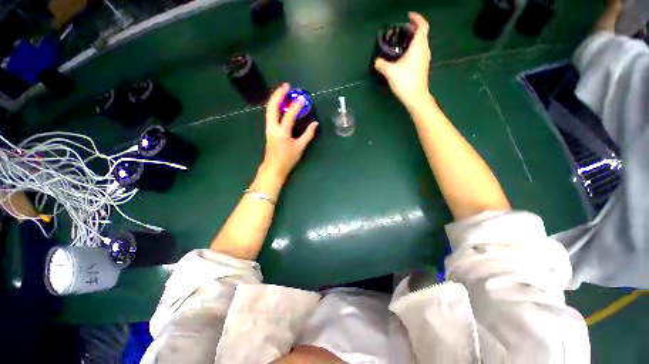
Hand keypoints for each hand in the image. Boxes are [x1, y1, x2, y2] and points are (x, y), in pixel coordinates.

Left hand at [261, 83, 318, 179]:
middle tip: (286, 86)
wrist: (273, 167)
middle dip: (278, 95)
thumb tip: (315, 123)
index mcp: (282, 132)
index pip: (289, 115)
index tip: (303, 98)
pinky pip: (270, 114)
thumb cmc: (288, 159)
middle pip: (272, 107)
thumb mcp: (300, 147)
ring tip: (282, 91)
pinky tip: (280, 103)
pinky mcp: (268, 129)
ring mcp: (268, 128)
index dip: (296, 106)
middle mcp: (273, 127)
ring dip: (275, 98)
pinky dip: (274, 106)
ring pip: (269, 109)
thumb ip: (308, 134)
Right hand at [374, 12, 430, 109]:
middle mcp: (424, 49)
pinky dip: (414, 47)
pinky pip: (420, 51)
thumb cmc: (405, 81)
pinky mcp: (423, 66)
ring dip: (414, 38)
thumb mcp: (390, 72)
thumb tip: (376, 61)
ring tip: (403, 40)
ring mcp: (425, 58)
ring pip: (421, 42)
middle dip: (413, 28)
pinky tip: (405, 54)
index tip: (409, 16)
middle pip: (422, 33)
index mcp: (419, 46)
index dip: (417, 18)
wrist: (415, 97)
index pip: (422, 26)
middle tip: (402, 29)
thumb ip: (382, 64)